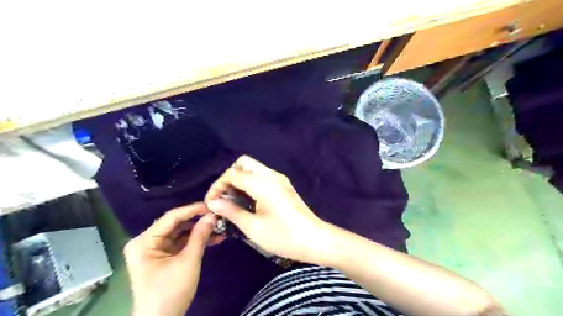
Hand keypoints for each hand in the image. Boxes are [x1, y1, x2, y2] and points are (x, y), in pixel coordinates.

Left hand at [124, 203, 220, 315]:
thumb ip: (200, 236)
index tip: (212, 205)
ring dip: (200, 231)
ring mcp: (154, 249)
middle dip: (198, 221)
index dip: (193, 209)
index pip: (171, 217)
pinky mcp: (163, 256)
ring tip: (220, 227)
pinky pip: (181, 243)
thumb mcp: (188, 261)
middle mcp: (146, 242)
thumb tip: (212, 215)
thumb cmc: (170, 292)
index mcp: (144, 241)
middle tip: (218, 216)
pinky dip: (196, 241)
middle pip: (176, 224)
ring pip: (181, 233)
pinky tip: (214, 239)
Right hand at [207, 155, 337, 263]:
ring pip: (253, 168)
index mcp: (263, 183)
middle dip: (229, 177)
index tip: (211, 202)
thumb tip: (213, 203)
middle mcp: (271, 175)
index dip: (218, 186)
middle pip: (243, 163)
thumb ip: (231, 211)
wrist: (315, 240)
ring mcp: (279, 179)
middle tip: (223, 197)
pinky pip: (261, 175)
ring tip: (232, 200)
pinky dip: (249, 182)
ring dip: (239, 179)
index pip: (233, 174)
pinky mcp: (283, 185)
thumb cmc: (284, 236)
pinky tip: (247, 200)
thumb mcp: (253, 227)